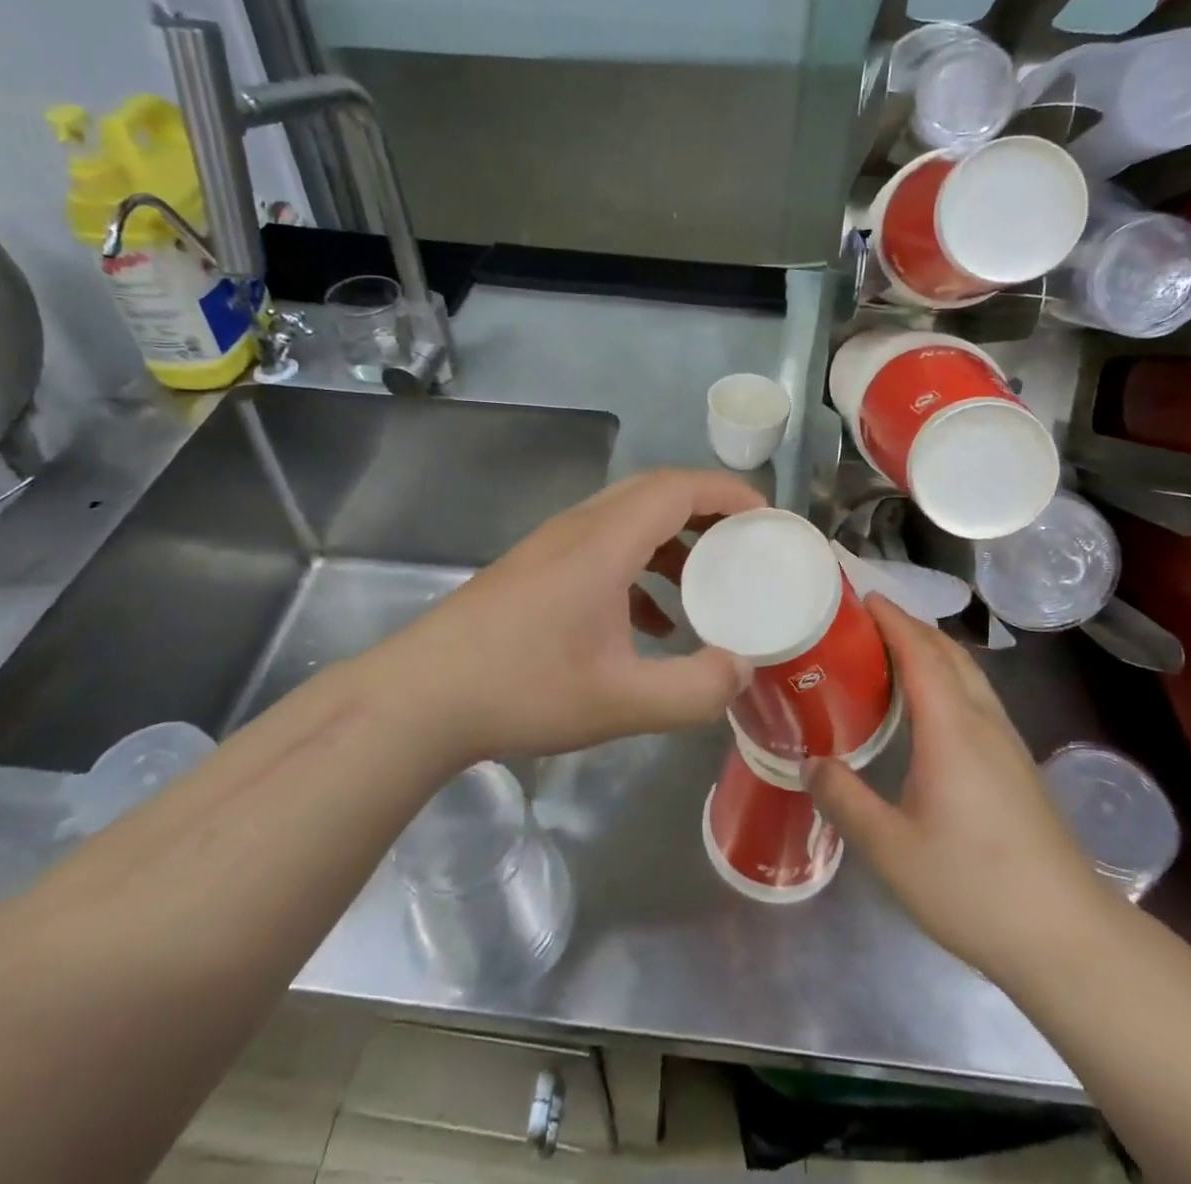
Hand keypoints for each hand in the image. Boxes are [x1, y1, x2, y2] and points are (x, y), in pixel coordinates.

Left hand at [371, 469, 765, 764]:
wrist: (422, 697)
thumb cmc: (523, 689)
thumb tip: (742, 669)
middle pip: (655, 493)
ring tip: (707, 585)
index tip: (768, 518)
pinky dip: (640, 568)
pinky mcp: (536, 568)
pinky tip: (650, 623)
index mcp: (604, 542)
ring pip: (628, 519)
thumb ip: (693, 690)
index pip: (678, 487)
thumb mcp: (621, 703)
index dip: (729, 492)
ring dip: (673, 541)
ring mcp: (553, 546)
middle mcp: (580, 528)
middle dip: (708, 511)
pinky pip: (603, 548)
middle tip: (746, 545)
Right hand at [805, 597, 1103, 973]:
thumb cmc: (974, 887)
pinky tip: (928, 709)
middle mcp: (983, 722)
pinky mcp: (1017, 766)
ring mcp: (1007, 743)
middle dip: (910, 626)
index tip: (862, 596)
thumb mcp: (892, 849)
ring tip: (889, 655)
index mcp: (952, 729)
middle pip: (948, 653)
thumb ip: (845, 800)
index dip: (892, 619)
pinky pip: (976, 697)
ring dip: (931, 650)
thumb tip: (809, 763)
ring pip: (968, 674)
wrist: (1069, 937)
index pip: (920, 652)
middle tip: (865, 622)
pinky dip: (947, 678)